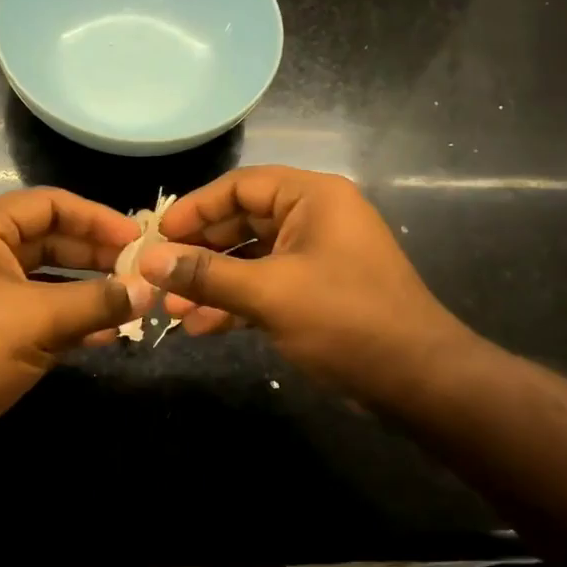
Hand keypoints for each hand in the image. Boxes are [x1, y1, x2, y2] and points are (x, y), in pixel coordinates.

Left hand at [0, 187, 148, 471]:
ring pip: (48, 282)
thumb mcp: (40, 319)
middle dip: (96, 255)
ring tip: (131, 302)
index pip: (48, 205)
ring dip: (88, 290)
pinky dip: (72, 321)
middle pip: (50, 241)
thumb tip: (148, 290)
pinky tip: (106, 335)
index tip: (136, 238)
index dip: (95, 217)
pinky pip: (40, 316)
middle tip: (140, 271)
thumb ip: (98, 301)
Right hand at [139, 166, 473, 406]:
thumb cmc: (346, 320)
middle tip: (158, 276)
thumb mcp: (270, 294)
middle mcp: (314, 218)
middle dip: (199, 253)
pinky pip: (266, 286)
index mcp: (312, 198)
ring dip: (212, 283)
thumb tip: (148, 261)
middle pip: (242, 222)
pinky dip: (236, 303)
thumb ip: (207, 274)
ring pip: (250, 259)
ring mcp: (316, 257)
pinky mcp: (316, 292)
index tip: (156, 236)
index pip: (240, 186)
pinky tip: (202, 327)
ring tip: (172, 312)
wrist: (417, 380)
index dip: (195, 209)